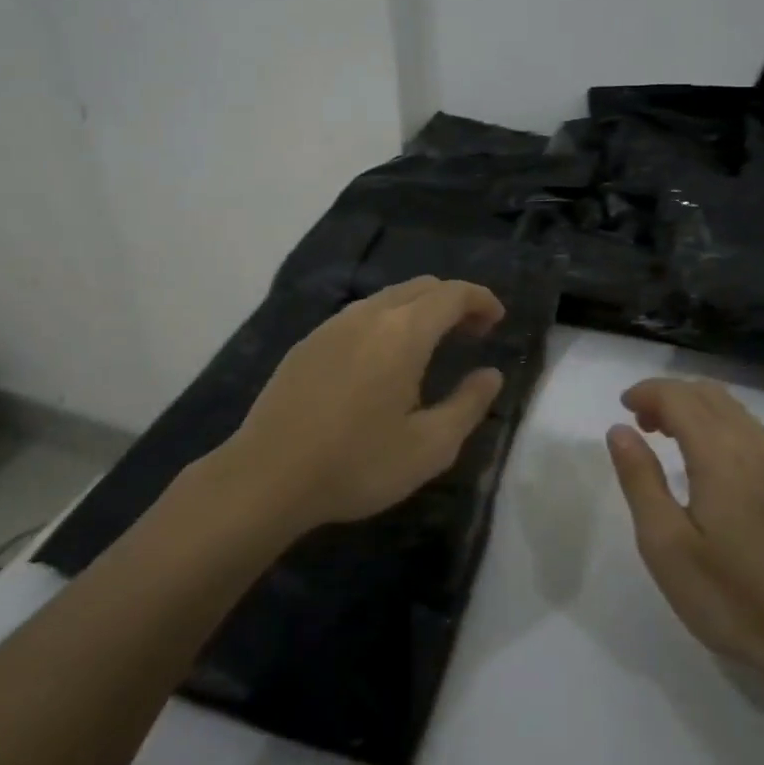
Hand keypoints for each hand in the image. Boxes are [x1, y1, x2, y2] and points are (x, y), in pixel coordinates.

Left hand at [224, 276, 505, 533]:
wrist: (266, 477)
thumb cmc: (356, 464)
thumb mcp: (429, 447)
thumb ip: (468, 405)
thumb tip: (491, 374)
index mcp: (404, 332)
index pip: (453, 294)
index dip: (481, 300)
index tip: (497, 320)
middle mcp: (369, 315)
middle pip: (421, 287)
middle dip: (453, 302)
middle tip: (472, 333)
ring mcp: (333, 325)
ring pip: (388, 298)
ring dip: (419, 310)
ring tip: (432, 346)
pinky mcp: (308, 342)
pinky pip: (360, 315)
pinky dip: (388, 322)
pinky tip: (383, 361)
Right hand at [606, 378, 763, 686]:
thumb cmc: (733, 596)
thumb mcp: (666, 546)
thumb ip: (640, 480)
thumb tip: (620, 430)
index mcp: (719, 452)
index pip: (678, 396)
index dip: (647, 392)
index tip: (623, 407)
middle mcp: (754, 443)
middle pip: (707, 394)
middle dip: (669, 397)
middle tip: (642, 425)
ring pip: (734, 409)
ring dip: (697, 409)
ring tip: (671, 439)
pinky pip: (753, 431)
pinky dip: (723, 426)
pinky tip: (715, 464)